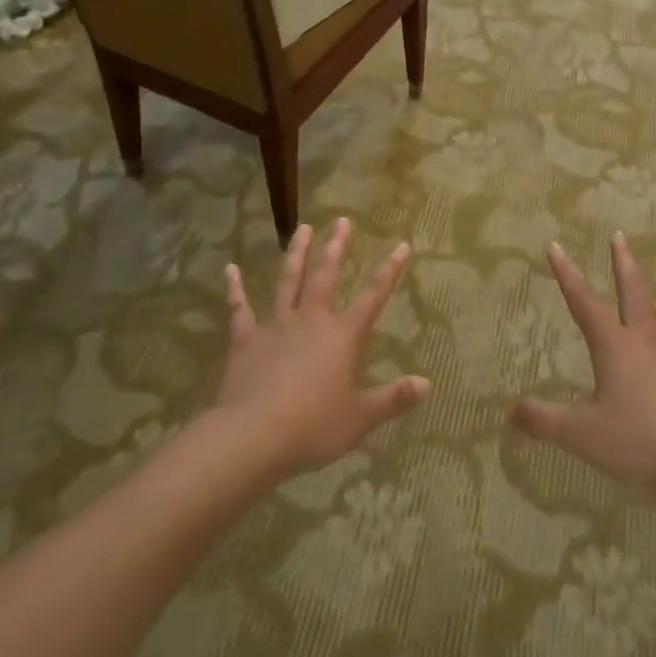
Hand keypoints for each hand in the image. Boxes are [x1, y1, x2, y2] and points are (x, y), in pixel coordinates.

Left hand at [213, 219, 428, 478]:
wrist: (253, 435)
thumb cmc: (312, 427)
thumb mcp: (360, 418)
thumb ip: (393, 399)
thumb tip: (426, 384)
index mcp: (342, 336)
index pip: (372, 297)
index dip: (389, 271)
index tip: (401, 246)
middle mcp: (311, 320)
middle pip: (325, 276)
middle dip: (336, 247)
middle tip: (341, 221)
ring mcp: (275, 326)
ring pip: (287, 281)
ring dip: (295, 254)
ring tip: (302, 229)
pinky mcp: (245, 340)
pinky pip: (239, 309)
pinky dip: (234, 288)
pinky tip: (230, 269)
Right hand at [510, 233, 655, 497]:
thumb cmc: (637, 443)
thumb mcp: (581, 435)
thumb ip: (543, 422)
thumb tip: (509, 412)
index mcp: (614, 347)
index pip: (583, 303)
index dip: (567, 275)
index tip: (556, 246)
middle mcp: (646, 341)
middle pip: (633, 293)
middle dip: (623, 263)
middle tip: (619, 236)